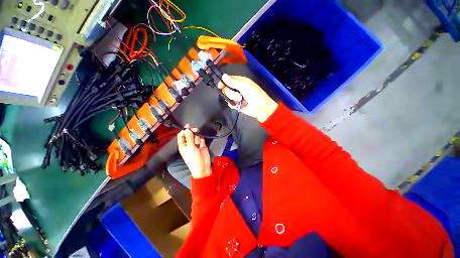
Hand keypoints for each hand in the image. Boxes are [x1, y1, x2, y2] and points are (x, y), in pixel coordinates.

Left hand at [177, 124, 211, 178]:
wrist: (203, 166)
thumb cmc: (193, 158)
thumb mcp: (190, 148)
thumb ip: (189, 138)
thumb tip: (187, 129)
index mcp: (183, 145)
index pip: (181, 135)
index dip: (184, 130)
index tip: (188, 126)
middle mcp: (189, 143)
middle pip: (189, 134)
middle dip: (192, 132)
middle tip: (196, 130)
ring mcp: (196, 144)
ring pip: (196, 136)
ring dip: (197, 138)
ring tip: (198, 143)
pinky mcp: (202, 145)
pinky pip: (201, 139)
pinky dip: (202, 141)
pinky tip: (202, 145)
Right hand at [218, 74, 277, 122]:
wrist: (260, 107)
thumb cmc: (255, 94)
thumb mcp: (244, 85)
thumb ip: (233, 82)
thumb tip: (223, 76)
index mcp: (239, 81)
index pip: (227, 80)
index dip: (223, 82)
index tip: (220, 86)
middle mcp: (236, 88)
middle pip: (225, 89)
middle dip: (230, 92)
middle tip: (238, 95)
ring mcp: (236, 97)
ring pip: (227, 96)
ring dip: (233, 99)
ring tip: (241, 100)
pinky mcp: (236, 105)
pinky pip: (230, 104)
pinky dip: (233, 104)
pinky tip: (239, 105)